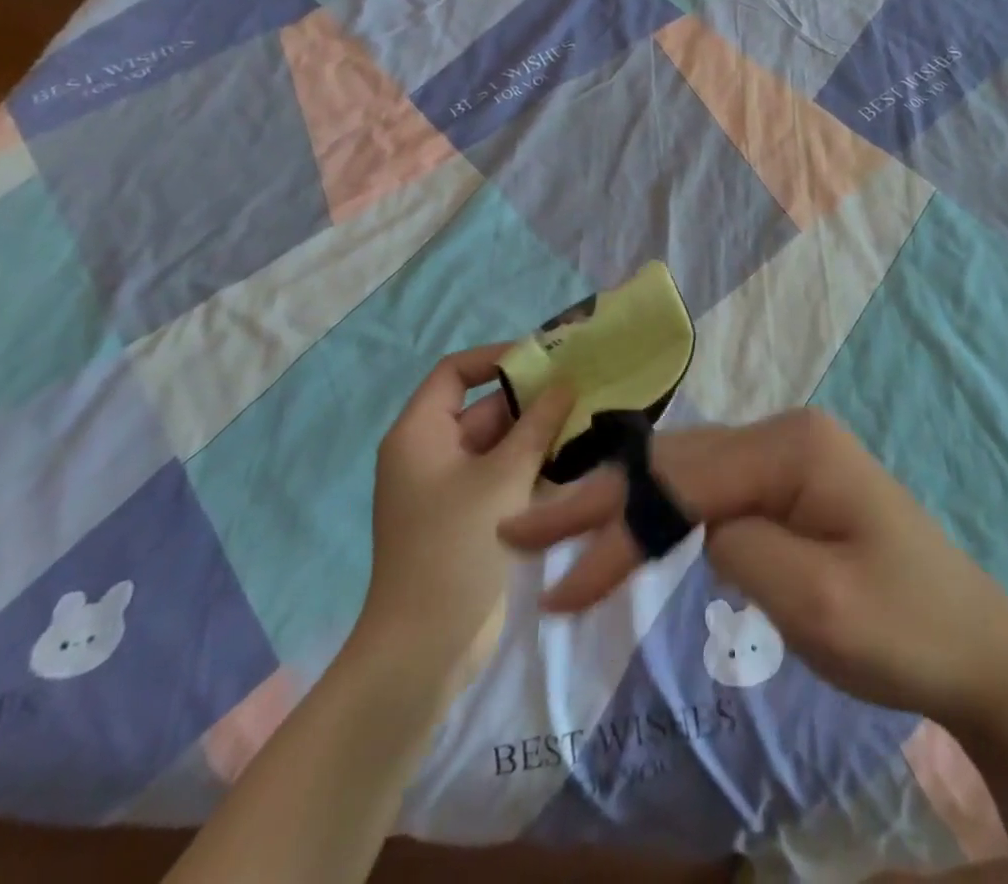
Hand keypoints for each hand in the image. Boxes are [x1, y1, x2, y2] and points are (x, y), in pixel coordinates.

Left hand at [354, 345, 572, 686]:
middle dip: (531, 399)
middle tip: (582, 389)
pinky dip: (533, 465)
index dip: (497, 359)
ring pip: (499, 443)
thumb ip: (537, 425)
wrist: (424, 649)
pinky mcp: (470, 516)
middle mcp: (431, 452)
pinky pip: (503, 475)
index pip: (455, 372)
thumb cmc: (455, 548)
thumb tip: (565, 382)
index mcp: (420, 433)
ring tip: (588, 419)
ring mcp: (451, 487)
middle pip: (483, 408)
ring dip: (538, 433)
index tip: (544, 359)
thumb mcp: (502, 478)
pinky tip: (576, 459)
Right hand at [497, 407, 1007, 726]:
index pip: (683, 483)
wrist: (979, 648)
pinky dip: (665, 512)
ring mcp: (789, 456)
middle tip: (525, 528)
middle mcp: (786, 434)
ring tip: (562, 527)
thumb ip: (741, 546)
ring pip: (689, 473)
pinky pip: (713, 489)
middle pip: (677, 465)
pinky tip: (632, 525)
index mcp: (794, 446)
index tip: (555, 582)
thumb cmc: (905, 628)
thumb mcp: (816, 602)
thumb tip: (698, 523)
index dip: (614, 528)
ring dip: (627, 505)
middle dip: (602, 501)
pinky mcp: (790, 485)